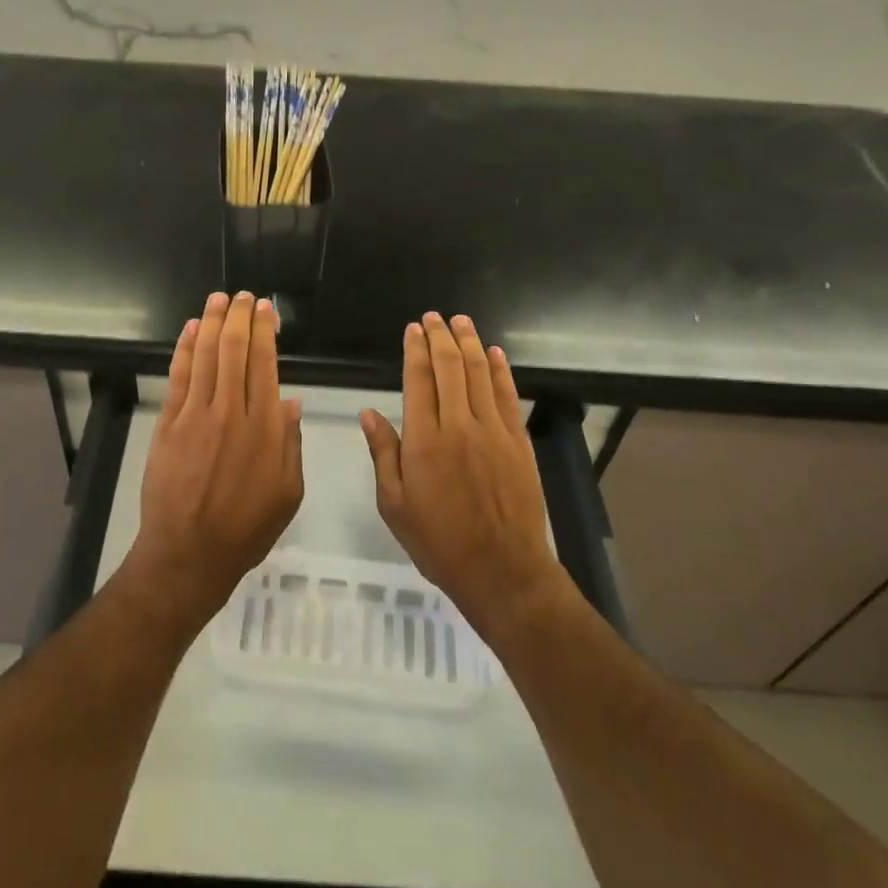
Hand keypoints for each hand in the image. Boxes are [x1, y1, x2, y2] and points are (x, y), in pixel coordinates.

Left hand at [120, 292, 302, 638]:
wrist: (188, 554)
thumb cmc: (246, 528)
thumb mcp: (288, 493)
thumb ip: (291, 444)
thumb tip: (290, 402)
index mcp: (265, 427)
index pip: (265, 363)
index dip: (265, 331)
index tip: (265, 309)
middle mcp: (232, 411)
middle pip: (236, 350)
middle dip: (240, 317)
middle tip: (243, 296)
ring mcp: (197, 415)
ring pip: (207, 355)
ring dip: (213, 322)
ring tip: (218, 298)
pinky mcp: (170, 423)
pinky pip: (179, 376)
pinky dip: (185, 348)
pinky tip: (192, 329)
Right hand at [361, 313, 570, 643]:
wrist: (502, 571)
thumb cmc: (439, 542)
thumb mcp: (395, 504)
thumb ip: (383, 454)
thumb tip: (369, 412)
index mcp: (424, 441)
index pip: (419, 380)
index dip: (416, 350)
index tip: (413, 329)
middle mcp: (459, 426)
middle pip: (450, 368)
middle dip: (441, 337)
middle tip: (434, 316)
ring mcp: (493, 432)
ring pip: (480, 374)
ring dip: (469, 343)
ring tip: (461, 321)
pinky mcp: (518, 442)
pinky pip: (507, 396)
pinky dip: (500, 370)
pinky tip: (493, 353)